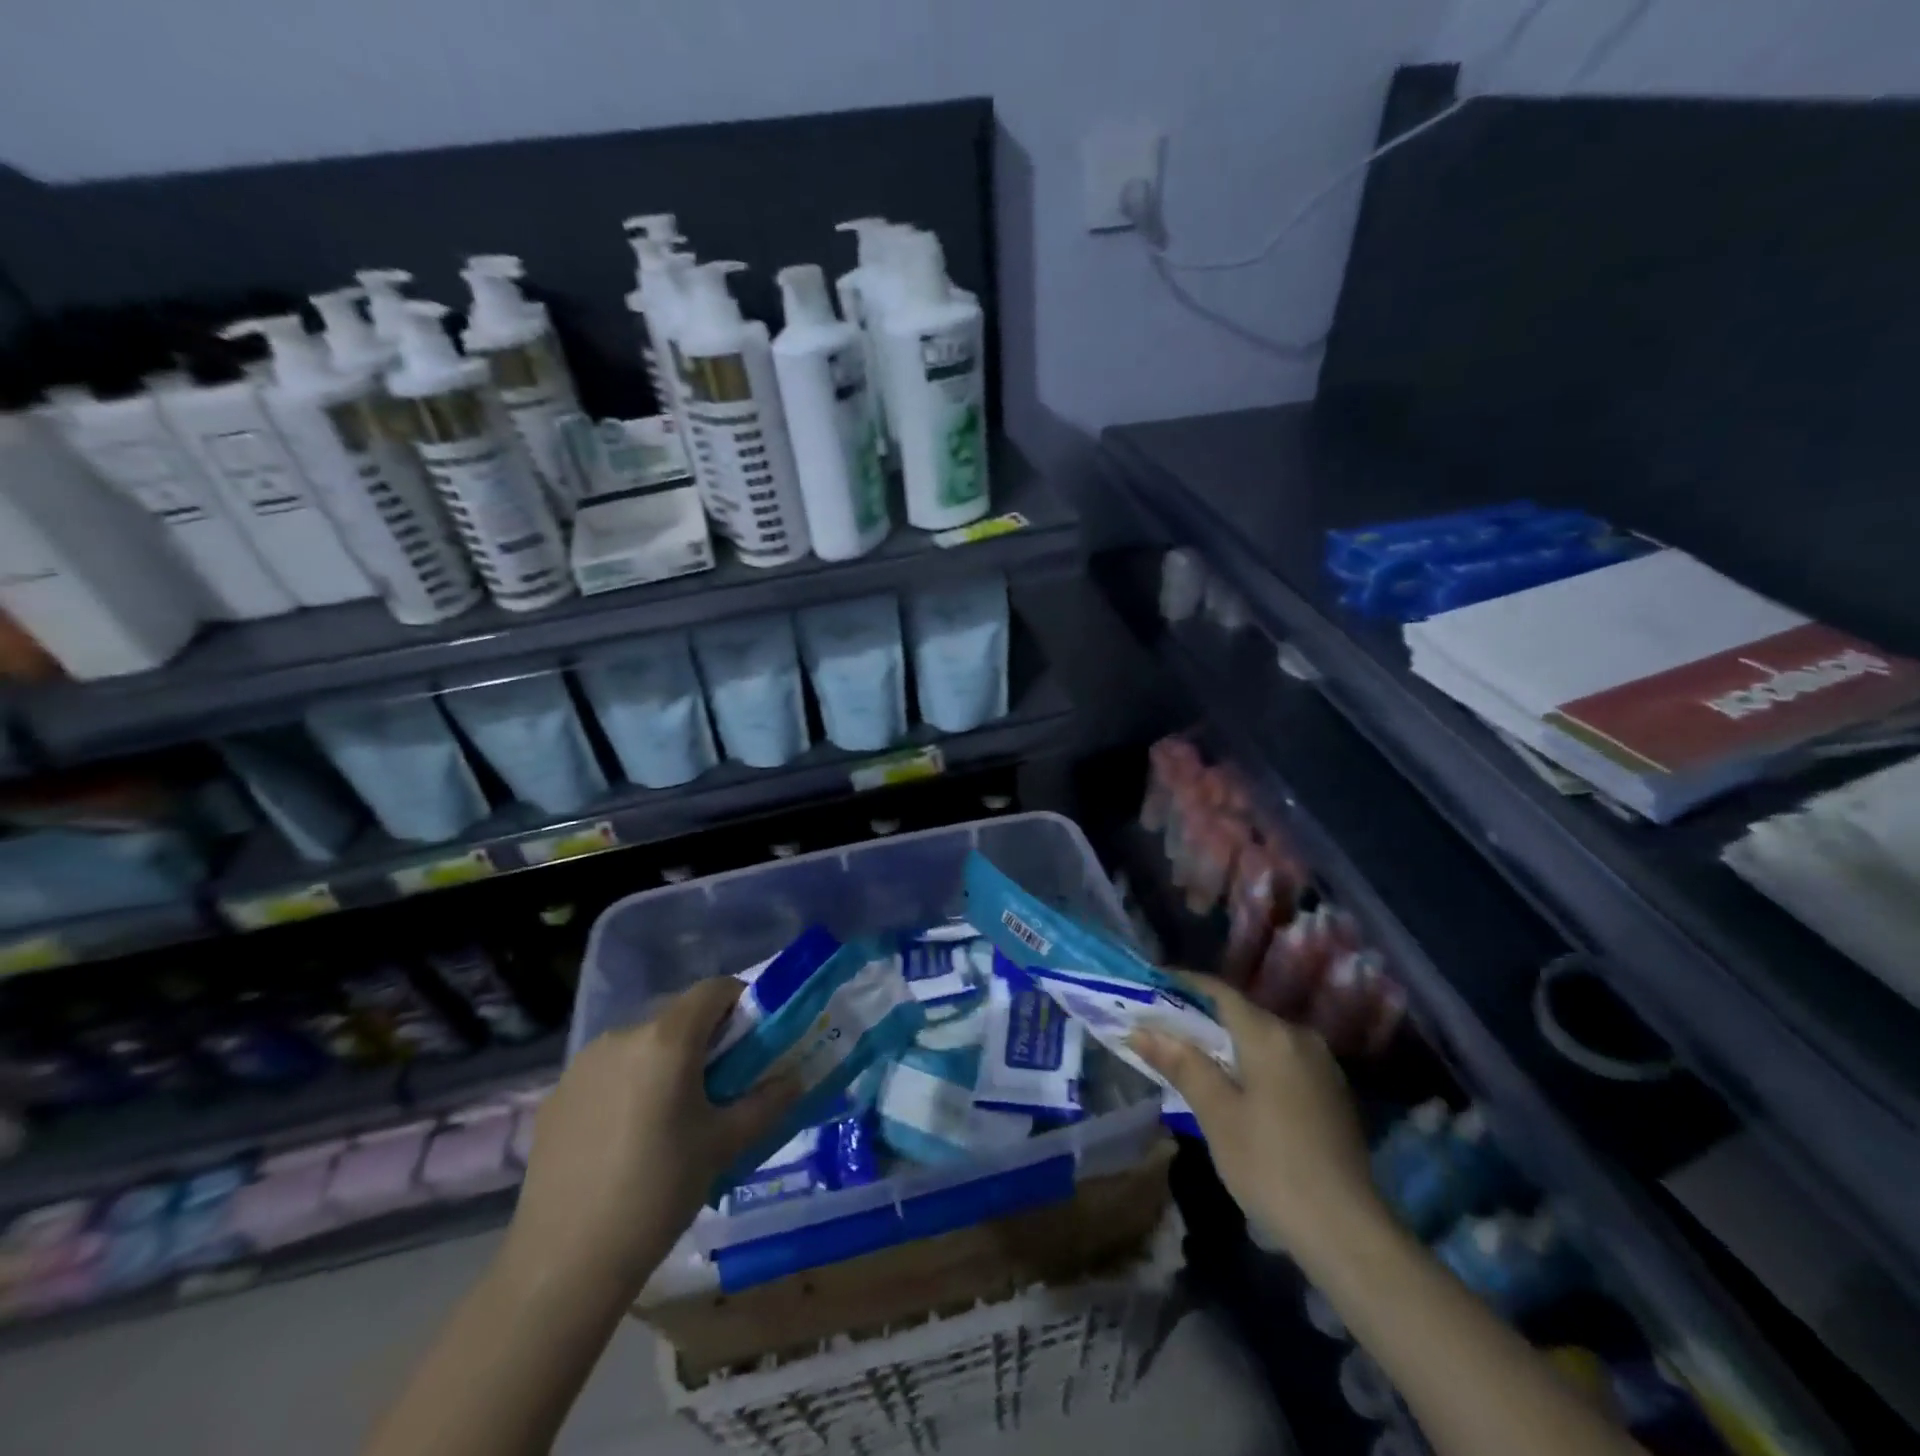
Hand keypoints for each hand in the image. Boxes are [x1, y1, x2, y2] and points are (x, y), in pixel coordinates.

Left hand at [503, 977, 798, 1300]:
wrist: (563, 1264)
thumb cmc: (658, 1192)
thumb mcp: (724, 1145)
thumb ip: (766, 1103)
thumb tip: (794, 1079)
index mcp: (667, 1039)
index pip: (714, 989)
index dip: (741, 1001)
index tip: (755, 1036)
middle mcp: (622, 1036)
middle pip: (677, 1016)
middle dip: (706, 1037)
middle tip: (722, 1082)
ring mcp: (583, 1065)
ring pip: (641, 1044)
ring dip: (666, 1061)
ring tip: (674, 1114)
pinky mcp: (557, 1096)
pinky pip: (608, 1072)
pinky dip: (629, 1085)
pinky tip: (629, 1136)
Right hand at [1130, 972, 1384, 1263]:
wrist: (1349, 1233)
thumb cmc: (1271, 1166)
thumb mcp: (1217, 1114)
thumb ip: (1181, 1064)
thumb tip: (1141, 1030)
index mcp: (1269, 1034)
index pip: (1219, 991)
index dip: (1184, 983)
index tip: (1153, 984)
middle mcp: (1299, 1036)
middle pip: (1241, 1013)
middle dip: (1201, 1016)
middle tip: (1162, 1026)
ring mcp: (1321, 1064)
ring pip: (1263, 1037)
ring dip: (1227, 1041)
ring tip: (1191, 1056)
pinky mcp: (1332, 1092)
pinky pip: (1282, 1059)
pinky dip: (1252, 1061)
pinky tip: (1235, 1085)